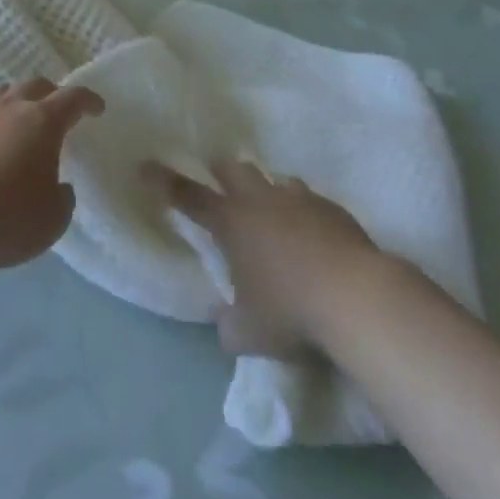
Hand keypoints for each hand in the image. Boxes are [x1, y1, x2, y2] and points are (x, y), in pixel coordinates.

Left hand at [0, 80, 103, 271]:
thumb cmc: (7, 221)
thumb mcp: (53, 220)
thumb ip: (63, 197)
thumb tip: (59, 186)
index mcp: (43, 122)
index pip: (73, 98)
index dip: (88, 100)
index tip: (97, 108)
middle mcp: (10, 107)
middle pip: (35, 85)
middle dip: (51, 94)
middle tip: (57, 111)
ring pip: (0, 92)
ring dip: (14, 100)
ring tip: (17, 117)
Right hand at [148, 160, 383, 359]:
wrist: (355, 296)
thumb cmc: (290, 311)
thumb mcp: (248, 333)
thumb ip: (230, 324)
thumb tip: (227, 323)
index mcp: (230, 222)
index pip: (187, 196)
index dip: (163, 181)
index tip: (144, 165)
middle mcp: (260, 200)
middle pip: (233, 169)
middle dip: (221, 172)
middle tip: (218, 182)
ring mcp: (298, 199)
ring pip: (274, 179)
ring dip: (266, 191)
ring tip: (270, 211)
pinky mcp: (331, 208)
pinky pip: (309, 199)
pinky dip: (302, 211)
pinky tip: (311, 234)